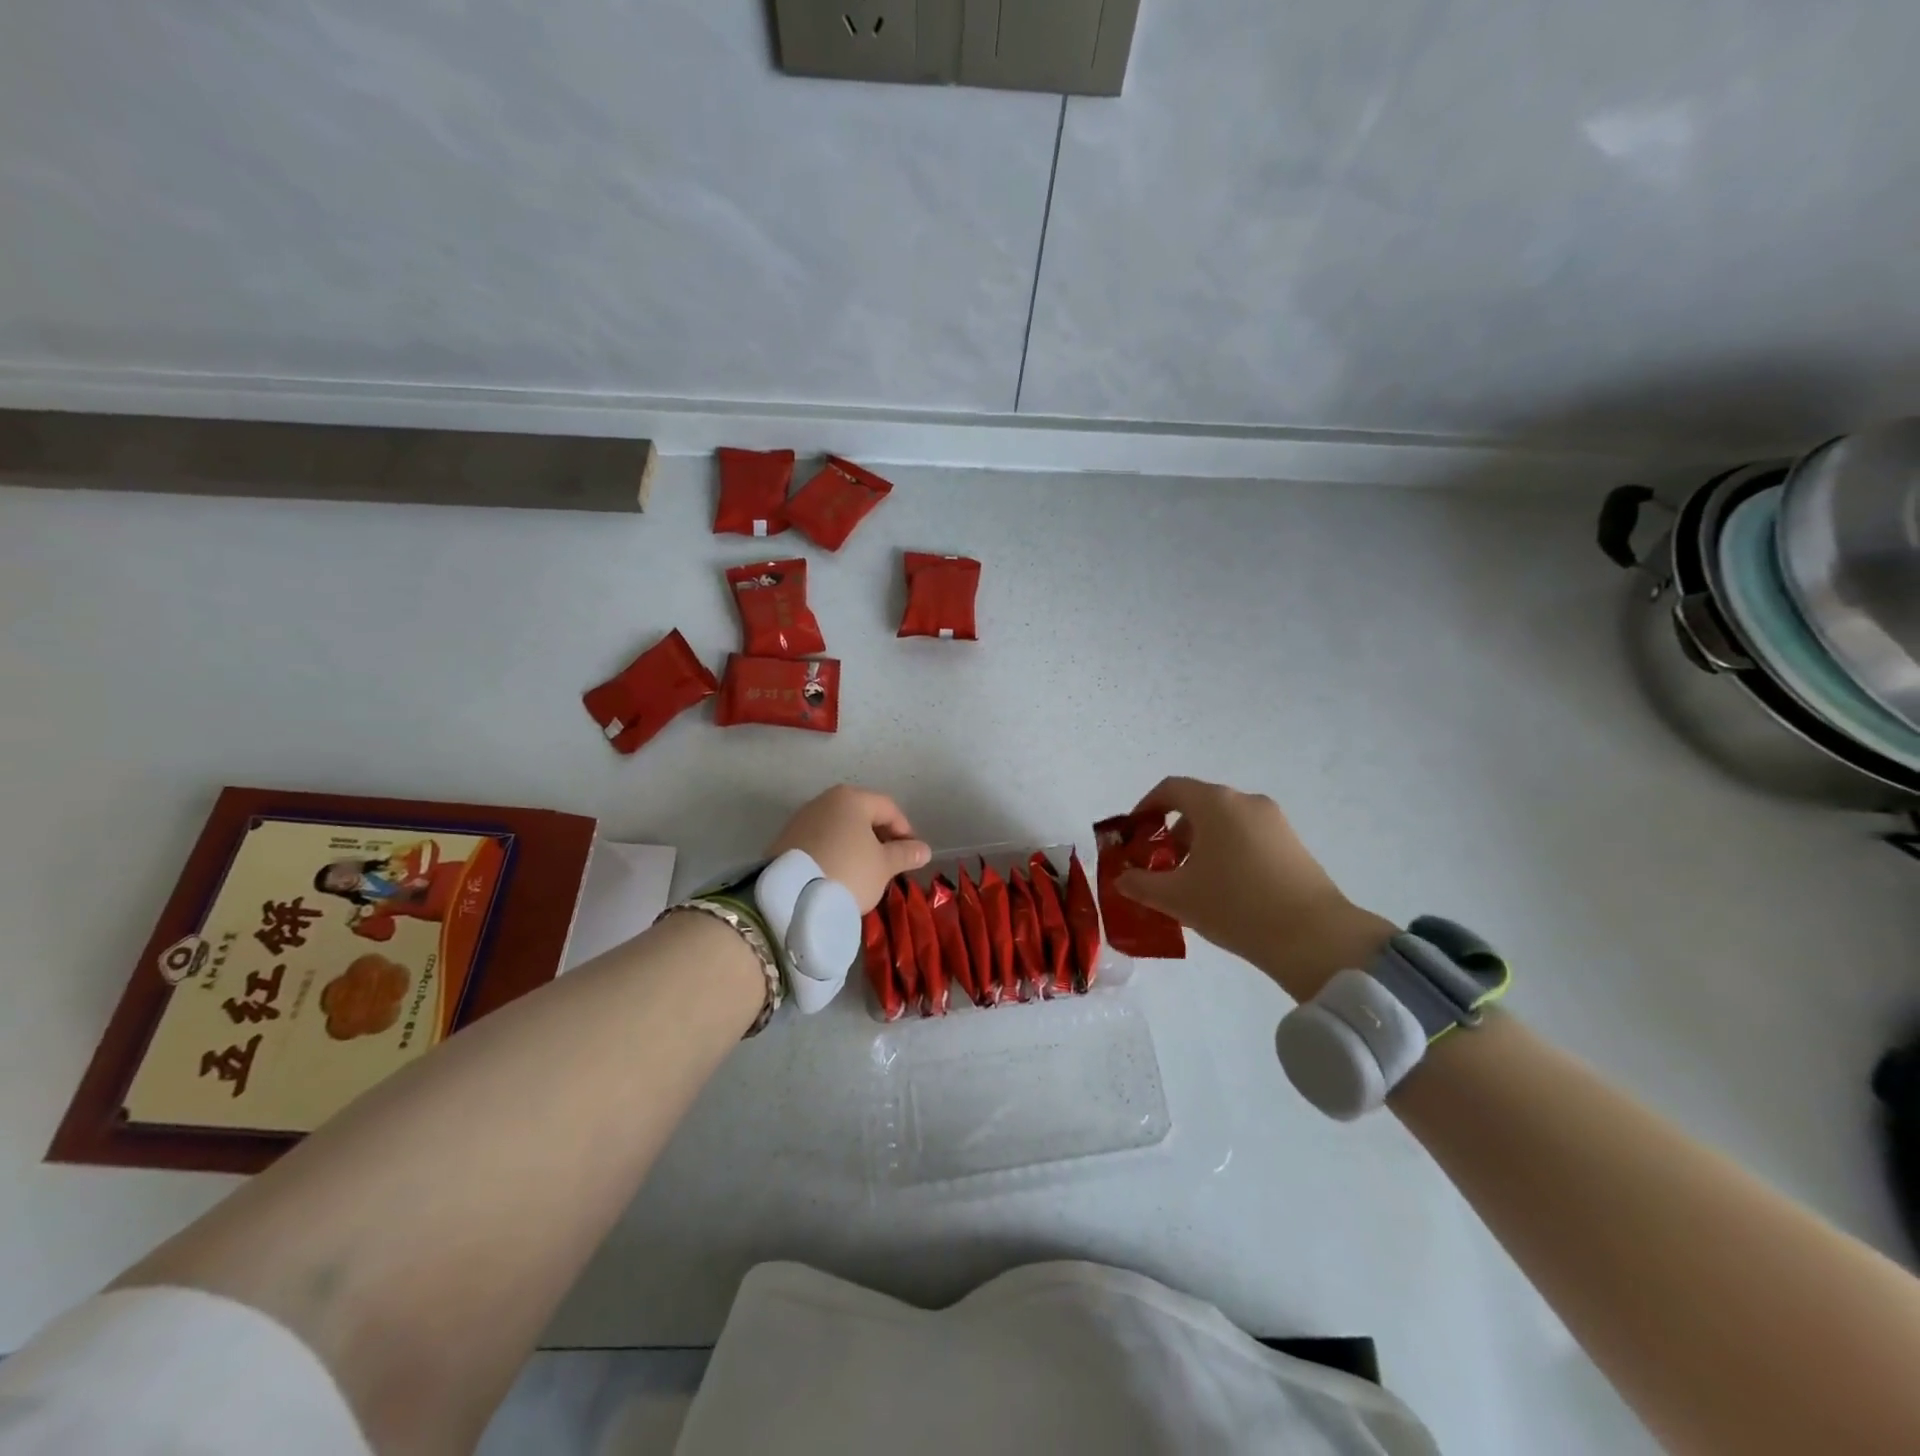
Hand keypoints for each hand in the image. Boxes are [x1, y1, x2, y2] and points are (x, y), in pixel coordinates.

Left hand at [768, 785, 930, 912]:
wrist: (790, 896)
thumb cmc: (848, 872)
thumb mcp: (883, 866)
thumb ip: (905, 854)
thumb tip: (923, 849)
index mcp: (852, 798)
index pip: (889, 808)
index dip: (905, 830)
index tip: (912, 855)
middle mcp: (825, 800)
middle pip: (862, 814)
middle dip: (879, 837)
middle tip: (890, 863)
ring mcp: (802, 818)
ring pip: (840, 827)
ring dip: (856, 845)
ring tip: (865, 871)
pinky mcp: (786, 839)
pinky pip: (820, 840)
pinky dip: (834, 851)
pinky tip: (839, 873)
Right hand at [1114, 777, 1395, 1001]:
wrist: (1313, 937)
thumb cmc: (1234, 905)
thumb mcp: (1176, 897)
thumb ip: (1141, 883)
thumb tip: (1122, 878)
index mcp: (1215, 803)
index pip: (1170, 789)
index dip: (1145, 807)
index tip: (1134, 835)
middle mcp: (1245, 801)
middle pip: (1198, 805)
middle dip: (1173, 833)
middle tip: (1160, 867)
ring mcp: (1274, 821)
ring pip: (1224, 823)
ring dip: (1201, 845)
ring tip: (1192, 884)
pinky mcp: (1293, 844)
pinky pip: (1248, 837)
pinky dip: (1227, 852)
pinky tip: (1225, 890)